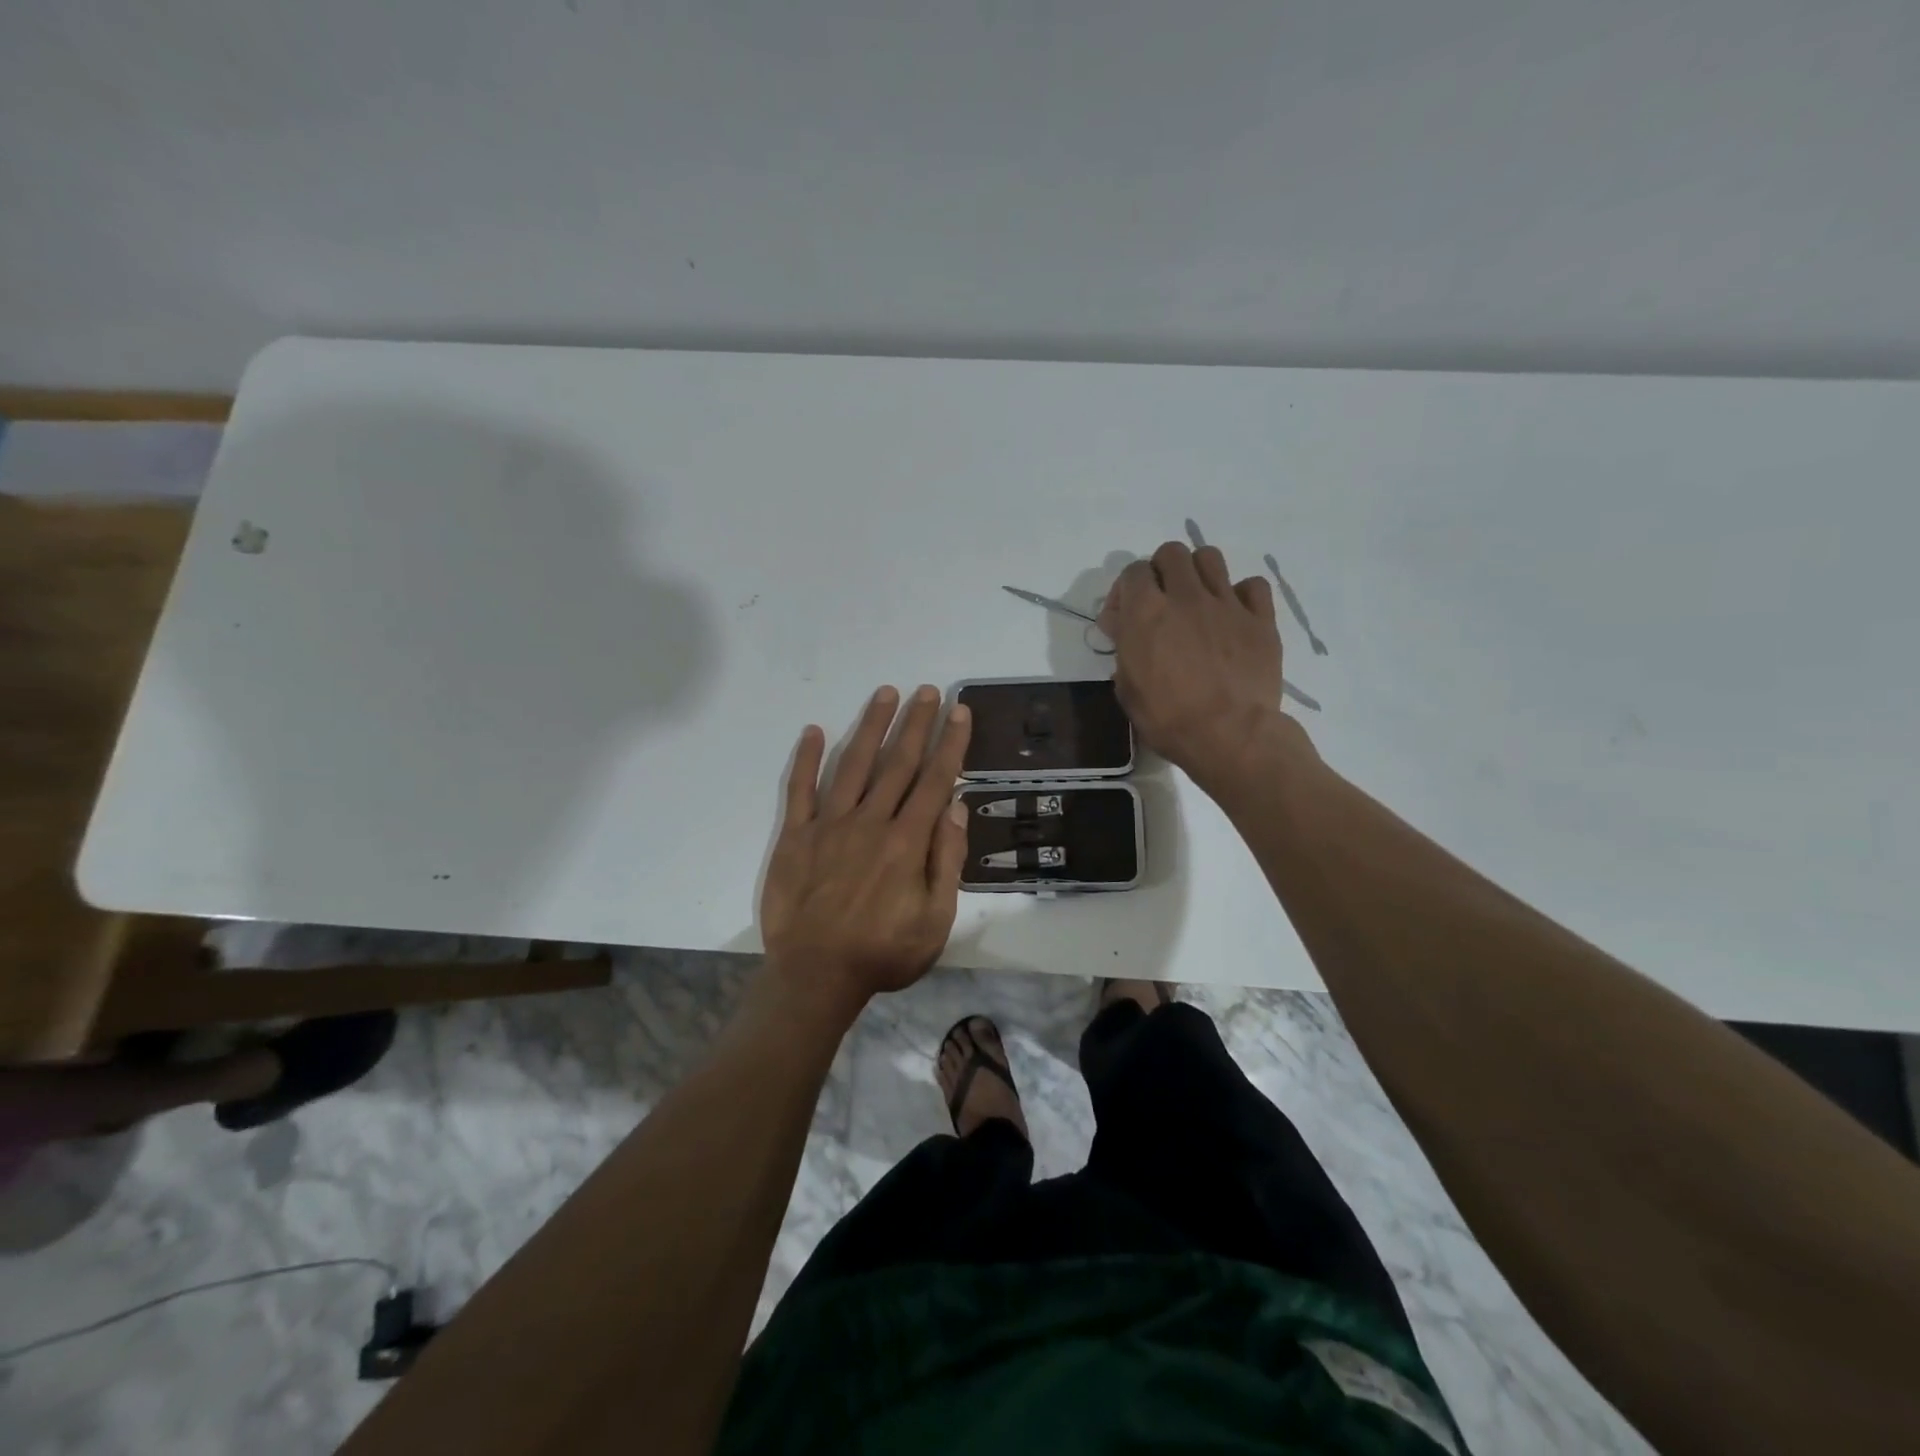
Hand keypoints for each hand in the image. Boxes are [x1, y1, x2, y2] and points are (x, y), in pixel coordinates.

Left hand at [760, 685, 972, 1005]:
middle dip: (915, 723)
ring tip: (885, 693)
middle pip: (897, 762)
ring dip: (870, 726)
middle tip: (927, 690)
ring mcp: (829, 824)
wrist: (815, 976)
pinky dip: (807, 759)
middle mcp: (870, 821)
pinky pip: (800, 789)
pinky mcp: (795, 835)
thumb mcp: (935, 920)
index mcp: (907, 841)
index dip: (950, 743)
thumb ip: (946, 861)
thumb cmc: (883, 952)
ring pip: (854, 764)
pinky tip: (815, 730)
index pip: (934, 780)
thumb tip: (955, 806)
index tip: (958, 711)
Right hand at [1098, 541, 1296, 791]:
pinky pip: (1253, 586)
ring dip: (1198, 573)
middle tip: (1162, 601)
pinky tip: (1234, 616)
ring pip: (1210, 558)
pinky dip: (1241, 595)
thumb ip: (1124, 649)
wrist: (1230, 736)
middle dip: (1161, 571)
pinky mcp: (1260, 619)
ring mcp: (1227, 604)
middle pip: (1172, 553)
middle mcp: (1185, 597)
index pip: (1133, 571)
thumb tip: (1124, 628)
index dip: (1126, 591)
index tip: (1125, 617)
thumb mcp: (1127, 689)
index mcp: (1146, 613)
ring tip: (1197, 601)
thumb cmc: (1168, 719)